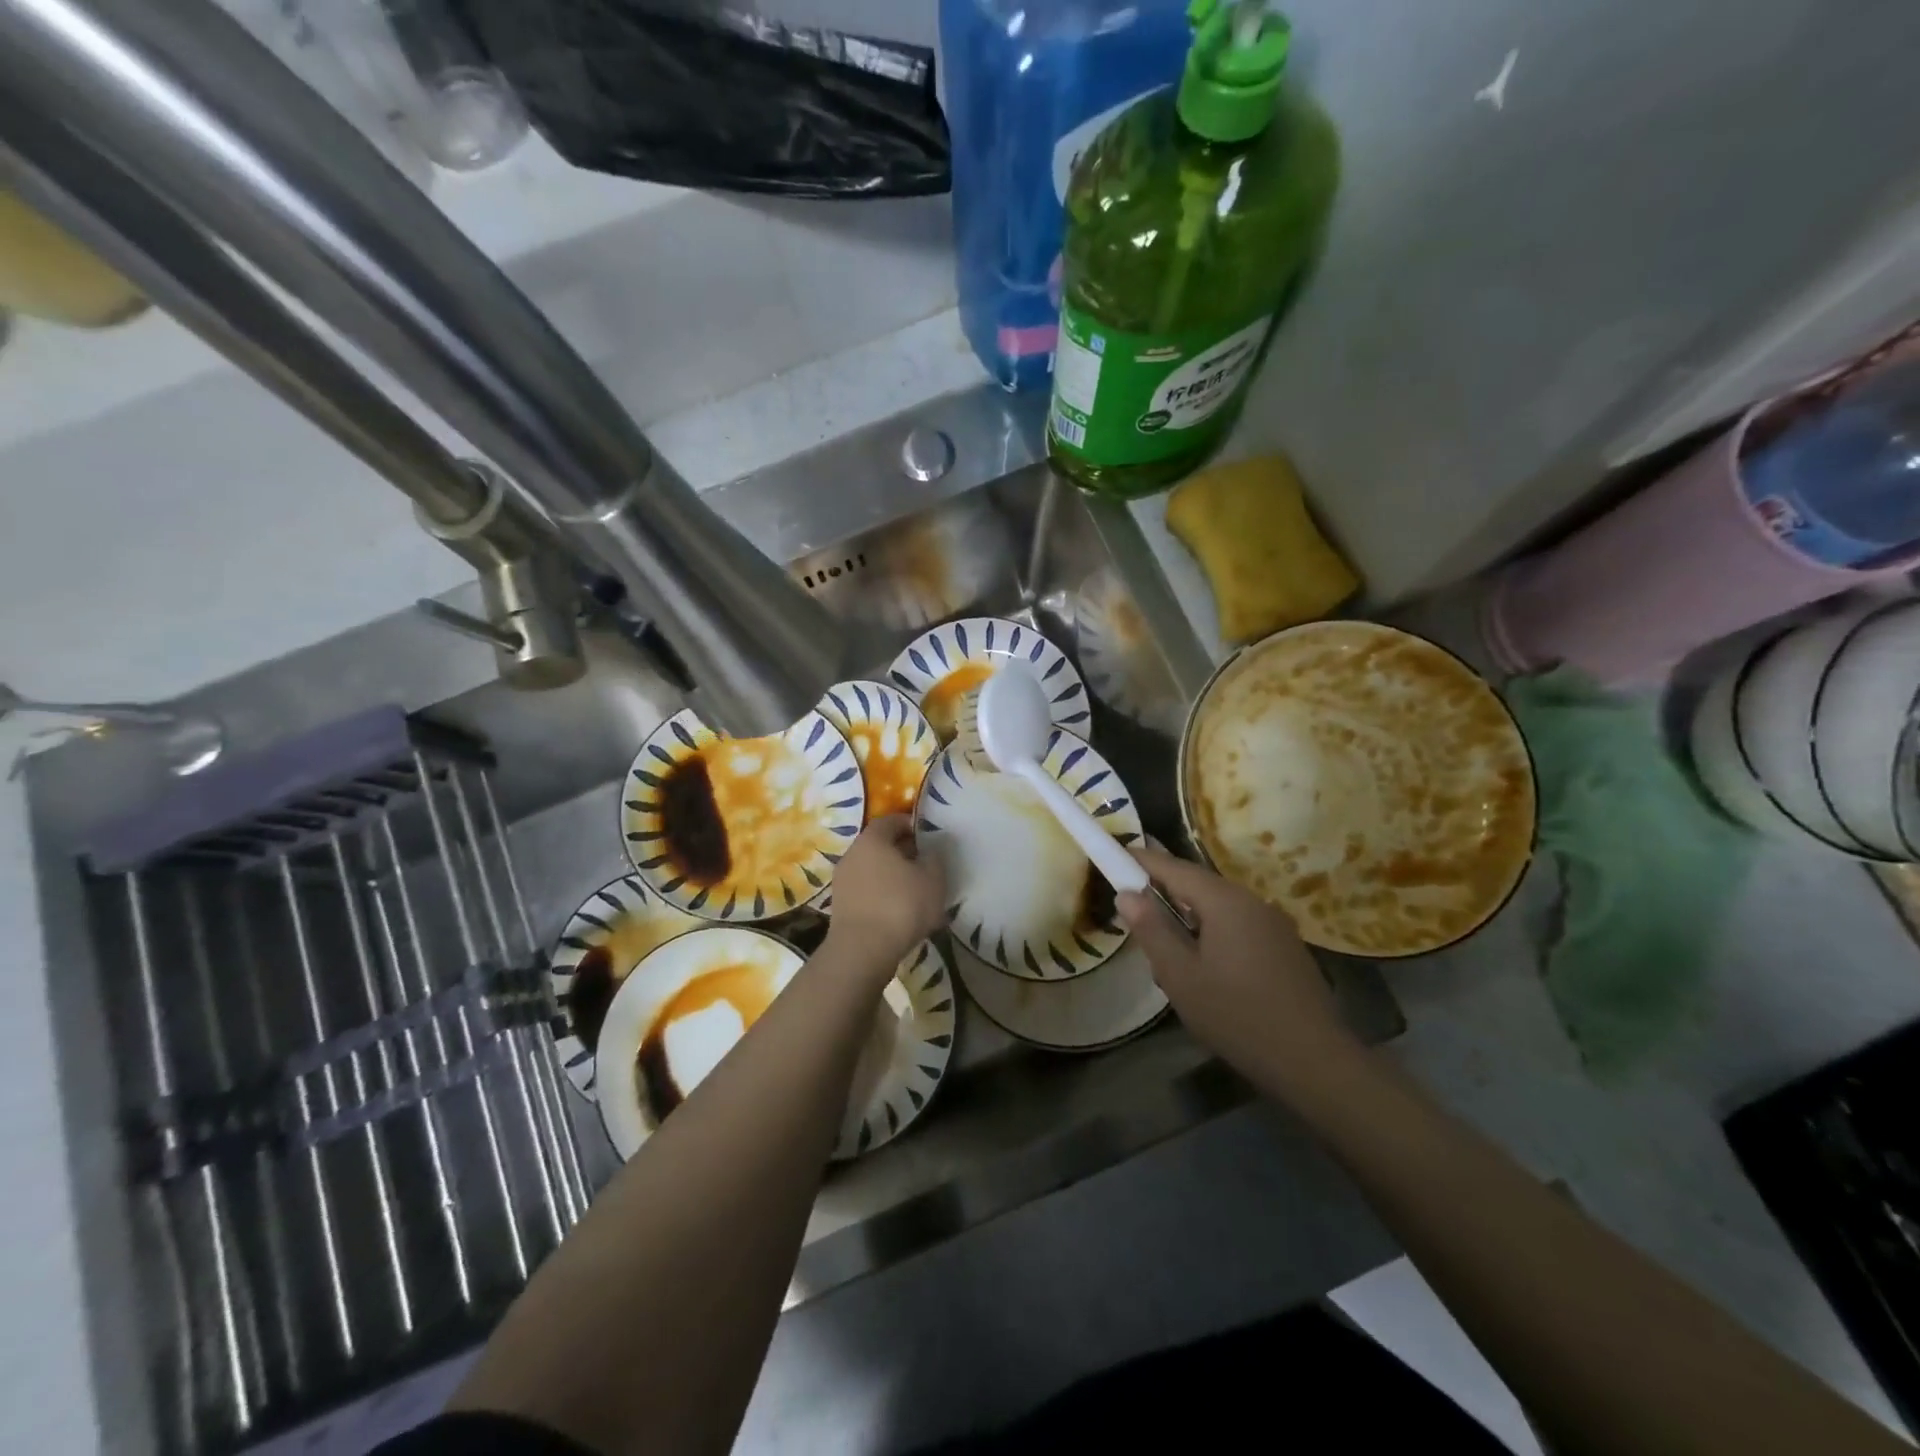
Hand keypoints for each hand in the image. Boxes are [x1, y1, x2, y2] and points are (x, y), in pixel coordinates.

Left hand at [822, 816, 947, 981]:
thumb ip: (935, 858)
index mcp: (872, 839)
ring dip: (890, 875)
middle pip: (879, 845)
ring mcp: (842, 881)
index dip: (910, 825)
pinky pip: (865, 891)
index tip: (927, 837)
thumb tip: (931, 850)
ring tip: (914, 890)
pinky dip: (881, 895)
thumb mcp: (932, 879)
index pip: (890, 821)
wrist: (862, 951)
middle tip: (923, 864)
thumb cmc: (901, 906)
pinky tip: (898, 911)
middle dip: (901, 851)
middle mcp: (852, 854)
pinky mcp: (840, 906)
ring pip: (871, 869)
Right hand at [1118, 845, 1360, 1095]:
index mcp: (1224, 901)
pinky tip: (1205, 969)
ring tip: (1166, 951)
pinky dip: (1212, 933)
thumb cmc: (1237, 1015)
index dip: (1141, 860)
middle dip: (1164, 893)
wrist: (1314, 1061)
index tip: (1113, 854)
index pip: (1173, 867)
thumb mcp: (1180, 976)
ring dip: (1188, 918)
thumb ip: (1152, 930)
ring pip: (1218, 908)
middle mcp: (1251, 901)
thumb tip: (1126, 894)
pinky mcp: (1285, 947)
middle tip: (1133, 911)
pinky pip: (1237, 926)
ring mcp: (1273, 923)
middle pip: (1197, 885)